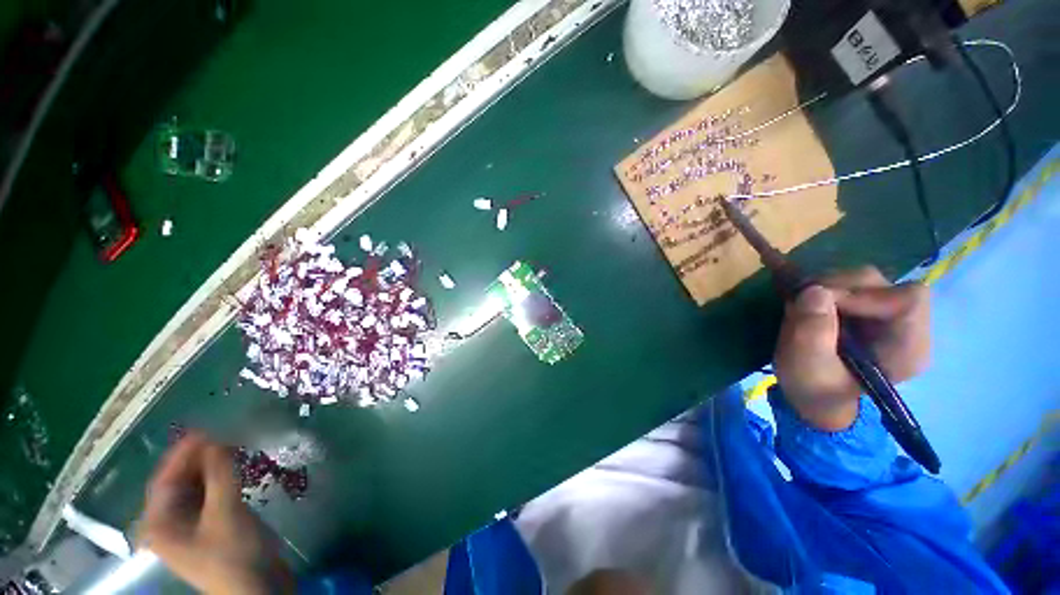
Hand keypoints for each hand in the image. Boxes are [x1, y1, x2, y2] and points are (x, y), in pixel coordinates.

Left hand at [141, 432, 294, 594]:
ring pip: (197, 488)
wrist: (258, 588)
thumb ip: (220, 474)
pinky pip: (210, 496)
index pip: (165, 478)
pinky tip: (237, 469)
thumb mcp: (226, 513)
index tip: (207, 427)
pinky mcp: (210, 527)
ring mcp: (190, 527)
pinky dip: (222, 480)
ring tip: (234, 447)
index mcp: (160, 523)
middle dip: (201, 458)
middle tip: (226, 434)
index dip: (184, 452)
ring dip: (213, 468)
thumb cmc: (234, 554)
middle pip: (180, 482)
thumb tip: (218, 438)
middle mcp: (168, 523)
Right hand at [773, 267, 929, 430]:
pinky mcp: (867, 309)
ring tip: (801, 305)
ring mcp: (886, 315)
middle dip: (836, 287)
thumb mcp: (807, 369)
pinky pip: (851, 285)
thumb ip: (812, 334)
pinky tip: (806, 300)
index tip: (822, 303)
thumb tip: (813, 291)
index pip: (906, 299)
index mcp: (907, 348)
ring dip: (826, 286)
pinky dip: (825, 287)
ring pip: (863, 280)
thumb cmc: (814, 390)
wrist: (813, 397)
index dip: (863, 294)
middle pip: (881, 284)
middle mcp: (906, 326)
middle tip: (801, 303)